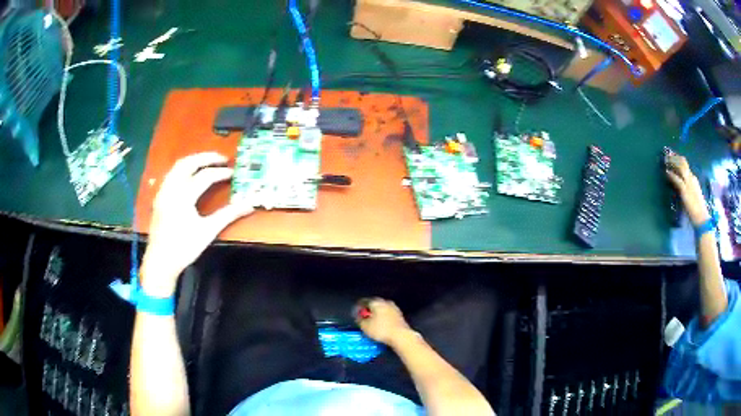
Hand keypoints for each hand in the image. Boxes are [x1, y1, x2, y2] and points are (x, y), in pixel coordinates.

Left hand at [140, 152, 253, 296]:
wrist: (161, 261)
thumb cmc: (184, 247)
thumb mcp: (208, 231)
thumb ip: (228, 215)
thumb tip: (249, 205)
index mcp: (183, 196)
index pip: (205, 176)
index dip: (221, 173)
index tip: (233, 173)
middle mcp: (171, 188)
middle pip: (188, 163)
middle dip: (206, 157)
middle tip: (222, 159)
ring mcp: (163, 191)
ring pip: (178, 166)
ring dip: (194, 160)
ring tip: (208, 162)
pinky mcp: (159, 196)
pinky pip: (171, 174)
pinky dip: (183, 169)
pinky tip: (190, 175)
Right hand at [356, 298, 412, 345]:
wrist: (400, 336)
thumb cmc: (382, 330)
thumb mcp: (365, 326)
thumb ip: (359, 319)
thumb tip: (358, 317)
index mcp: (376, 302)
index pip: (364, 301)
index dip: (358, 308)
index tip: (356, 313)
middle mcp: (386, 302)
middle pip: (374, 305)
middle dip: (368, 311)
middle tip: (363, 319)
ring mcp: (394, 308)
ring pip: (382, 310)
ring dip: (376, 315)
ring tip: (372, 324)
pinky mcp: (399, 316)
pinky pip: (388, 316)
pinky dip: (383, 320)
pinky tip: (381, 327)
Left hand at [665, 154, 710, 226]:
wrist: (702, 218)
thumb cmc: (697, 209)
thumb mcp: (692, 193)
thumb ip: (687, 187)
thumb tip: (679, 183)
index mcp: (693, 179)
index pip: (685, 164)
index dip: (677, 158)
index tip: (671, 155)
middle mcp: (691, 178)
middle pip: (682, 162)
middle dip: (674, 157)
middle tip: (666, 155)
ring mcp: (689, 184)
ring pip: (680, 167)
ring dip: (672, 163)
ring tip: (665, 161)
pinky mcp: (685, 192)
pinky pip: (678, 180)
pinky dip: (671, 175)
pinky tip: (666, 172)